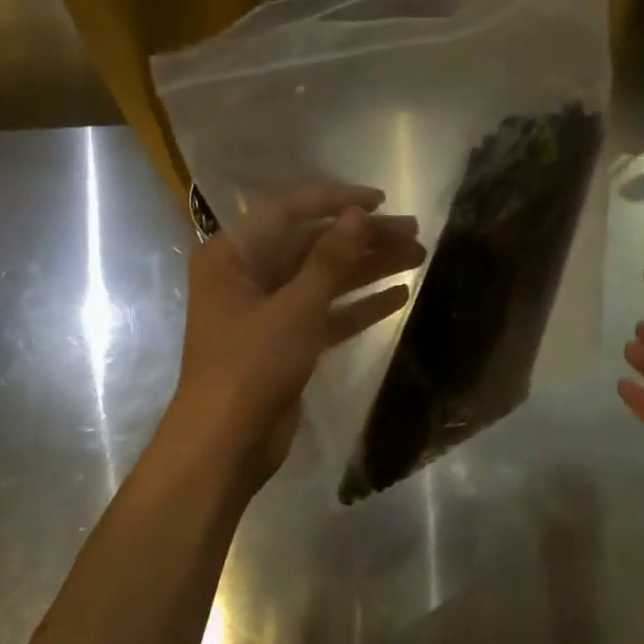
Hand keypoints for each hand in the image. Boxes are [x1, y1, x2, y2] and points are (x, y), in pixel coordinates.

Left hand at [168, 184, 425, 490]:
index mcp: (234, 255)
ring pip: (324, 280)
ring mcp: (267, 311)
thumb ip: (330, 258)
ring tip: (418, 257)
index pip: (290, 212)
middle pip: (313, 246)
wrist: (225, 444)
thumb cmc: (252, 364)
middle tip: (415, 233)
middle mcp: (248, 275)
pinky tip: (399, 296)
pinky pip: (326, 314)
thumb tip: (358, 214)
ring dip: (368, 269)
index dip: (337, 202)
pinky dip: (358, 306)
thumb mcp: (296, 307)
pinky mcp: (285, 343)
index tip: (381, 200)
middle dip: (363, 240)